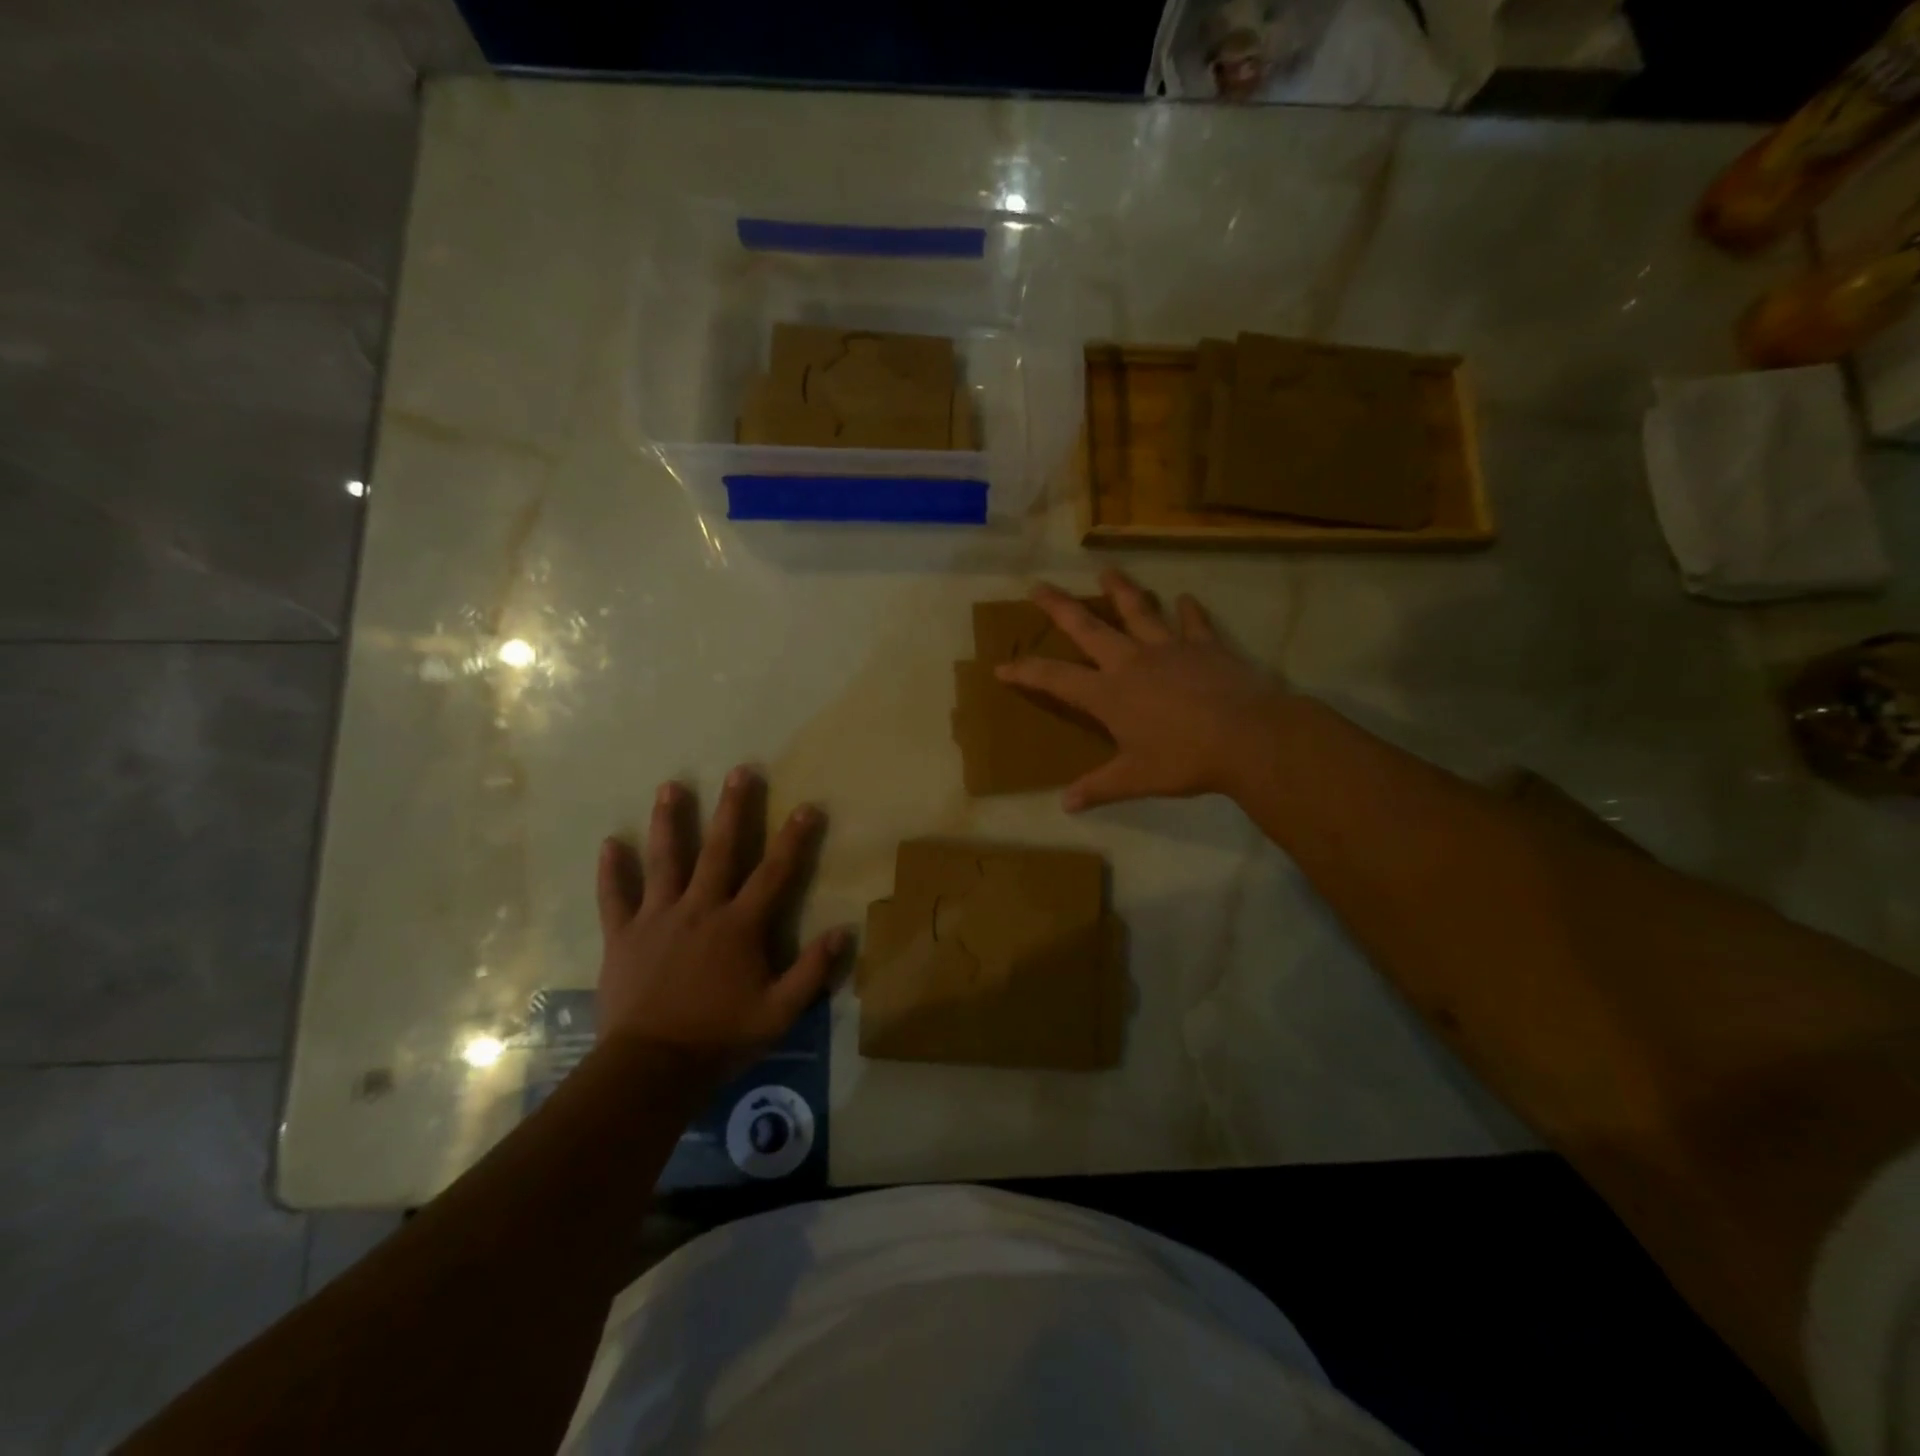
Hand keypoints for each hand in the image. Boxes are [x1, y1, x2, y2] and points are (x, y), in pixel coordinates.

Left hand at [594, 767, 846, 1077]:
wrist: (651, 1068)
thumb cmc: (720, 1038)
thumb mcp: (779, 1012)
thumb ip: (812, 971)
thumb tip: (845, 931)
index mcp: (739, 925)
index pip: (774, 872)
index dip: (794, 839)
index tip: (807, 806)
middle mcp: (700, 909)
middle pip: (718, 850)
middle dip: (732, 809)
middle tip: (739, 771)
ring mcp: (658, 919)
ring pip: (664, 861)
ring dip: (669, 822)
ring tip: (671, 786)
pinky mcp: (623, 936)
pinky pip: (615, 898)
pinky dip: (612, 871)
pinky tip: (610, 843)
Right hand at [997, 569, 1288, 811]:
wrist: (1248, 738)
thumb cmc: (1185, 759)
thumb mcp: (1136, 779)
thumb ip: (1099, 788)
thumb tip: (1066, 805)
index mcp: (1108, 693)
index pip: (1054, 678)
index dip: (1025, 671)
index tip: (1002, 666)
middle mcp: (1131, 661)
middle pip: (1088, 627)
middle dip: (1059, 607)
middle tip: (1039, 586)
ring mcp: (1169, 648)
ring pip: (1138, 610)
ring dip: (1121, 590)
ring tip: (1107, 572)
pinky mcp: (1205, 646)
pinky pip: (1194, 623)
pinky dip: (1189, 610)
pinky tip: (1186, 599)